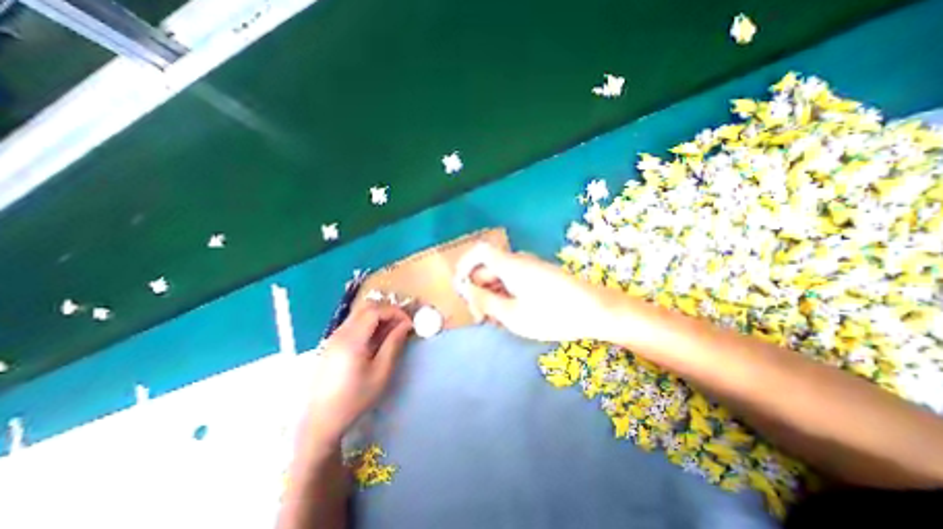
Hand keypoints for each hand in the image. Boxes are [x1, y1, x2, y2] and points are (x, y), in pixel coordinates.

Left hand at [304, 303, 410, 447]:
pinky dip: (369, 324)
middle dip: (387, 311)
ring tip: (392, 331)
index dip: (395, 312)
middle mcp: (340, 333)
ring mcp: (333, 337)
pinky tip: (376, 339)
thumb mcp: (381, 372)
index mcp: (351, 340)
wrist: (321, 421)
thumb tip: (406, 325)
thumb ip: (394, 344)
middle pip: (366, 308)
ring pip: (359, 314)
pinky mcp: (332, 344)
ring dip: (378, 317)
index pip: (375, 311)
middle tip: (402, 323)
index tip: (409, 323)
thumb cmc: (355, 399)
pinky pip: (353, 324)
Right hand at [453, 245, 624, 342]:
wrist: (596, 310)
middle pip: (488, 267)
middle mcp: (518, 261)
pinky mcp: (539, 276)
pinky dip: (506, 294)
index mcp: (509, 265)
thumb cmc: (552, 314)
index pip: (478, 252)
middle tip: (481, 316)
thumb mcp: (513, 314)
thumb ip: (485, 301)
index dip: (464, 266)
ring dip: (493, 295)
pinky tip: (512, 313)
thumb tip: (467, 291)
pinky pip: (514, 280)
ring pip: (501, 276)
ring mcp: (530, 268)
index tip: (460, 289)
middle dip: (479, 289)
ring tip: (497, 319)